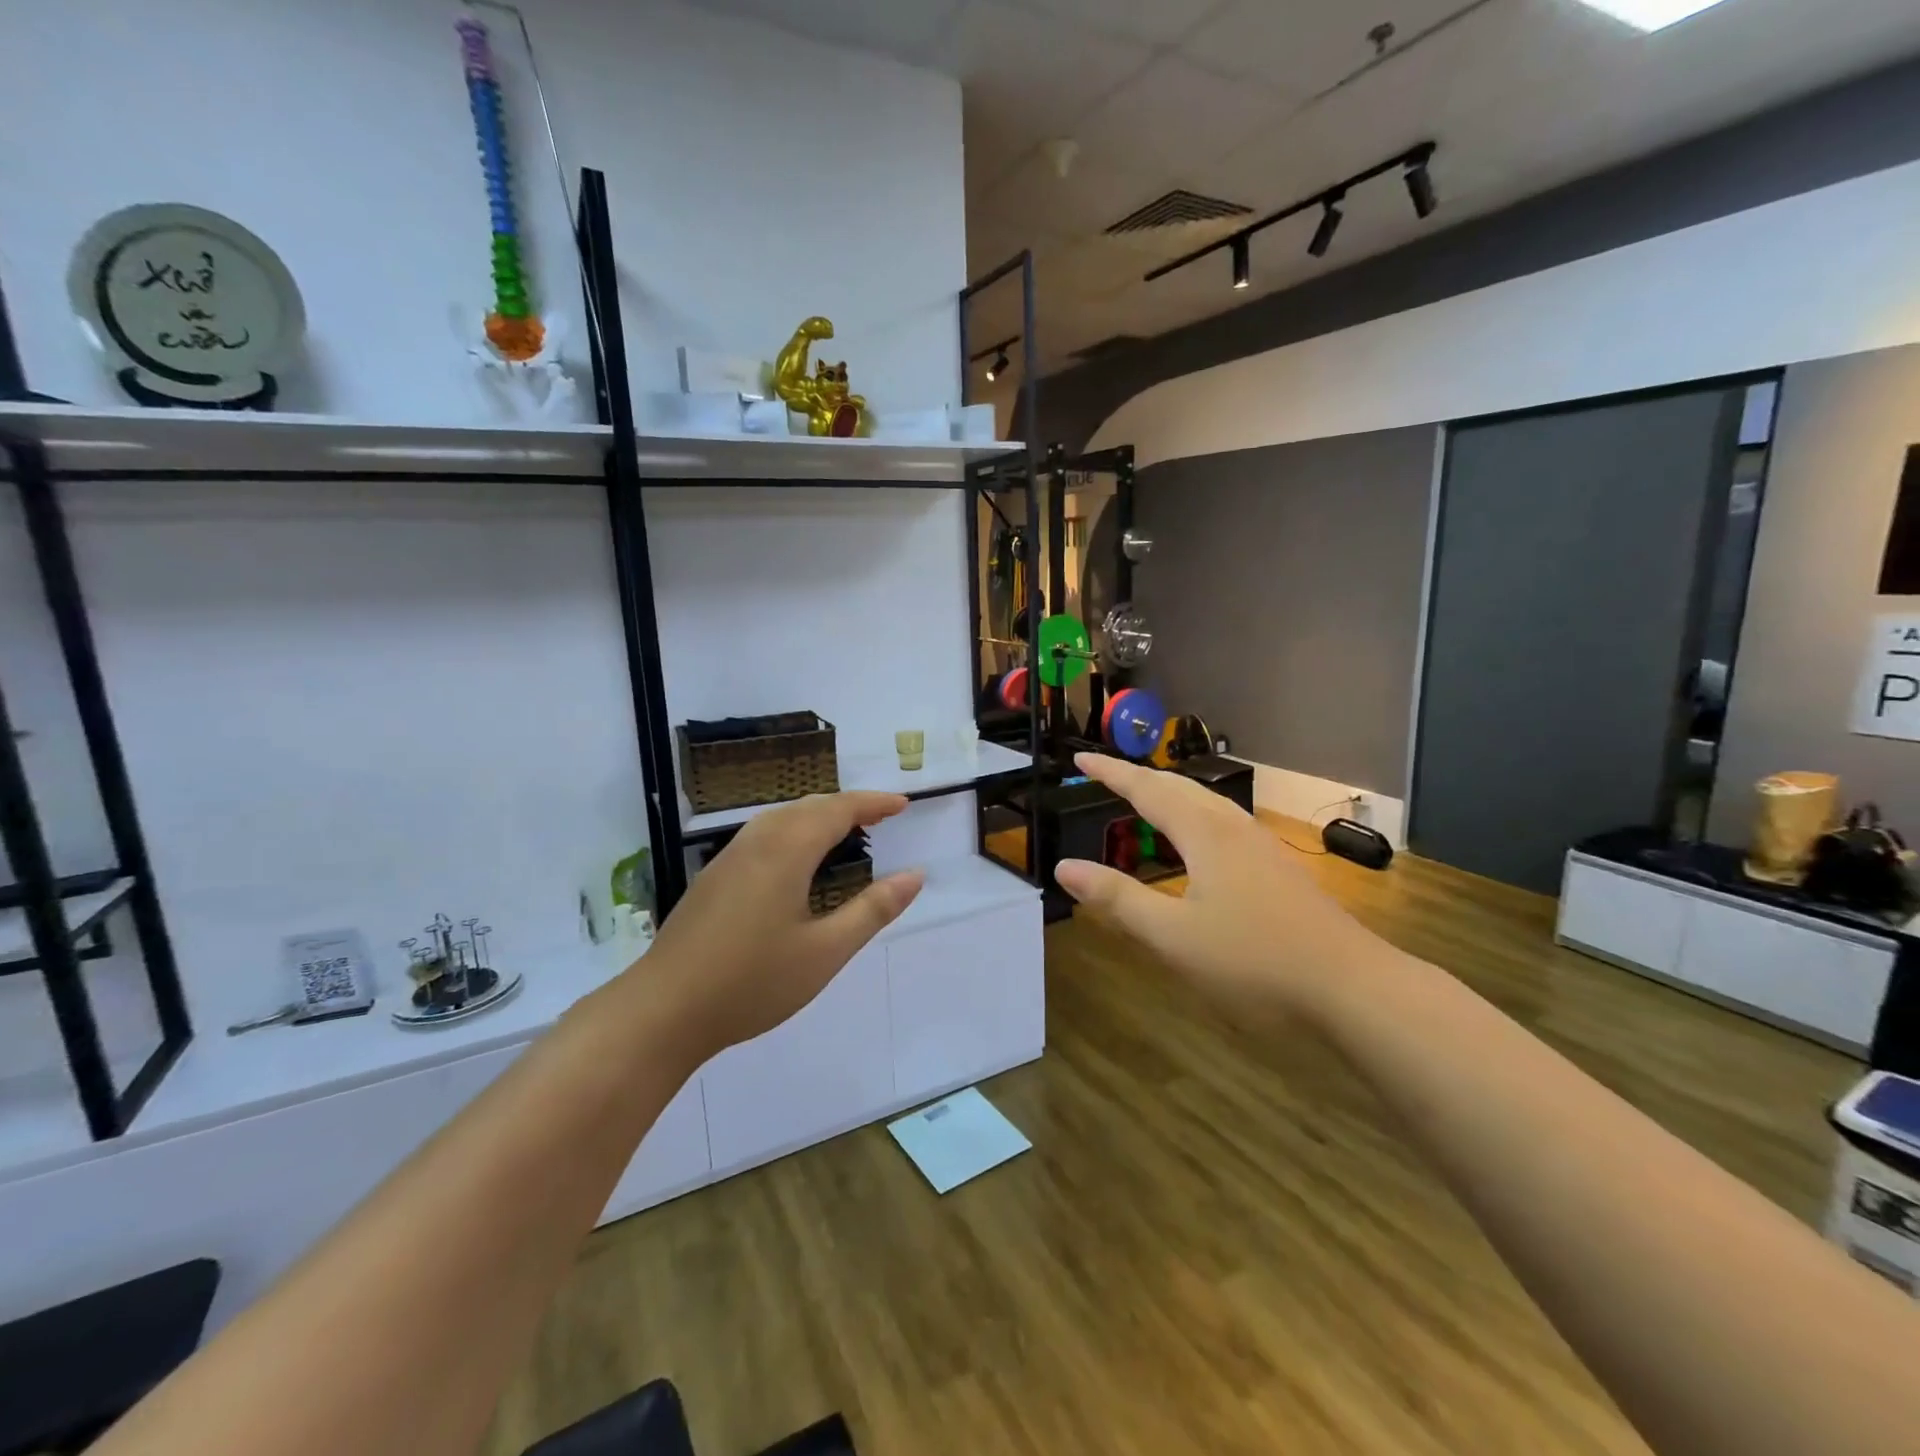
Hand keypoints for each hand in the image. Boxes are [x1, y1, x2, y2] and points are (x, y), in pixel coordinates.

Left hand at [647, 792, 923, 1060]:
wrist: (662, 1011)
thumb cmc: (752, 982)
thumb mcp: (825, 951)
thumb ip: (873, 910)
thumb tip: (915, 875)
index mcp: (786, 850)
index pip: (838, 809)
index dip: (873, 803)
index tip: (903, 804)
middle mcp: (756, 841)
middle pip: (809, 806)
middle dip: (849, 805)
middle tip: (882, 817)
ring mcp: (729, 857)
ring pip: (782, 818)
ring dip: (819, 816)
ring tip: (846, 833)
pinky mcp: (713, 877)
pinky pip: (764, 835)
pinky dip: (795, 831)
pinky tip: (798, 862)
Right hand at [1053, 753, 1377, 1025]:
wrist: (1352, 986)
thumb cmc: (1254, 960)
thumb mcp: (1173, 936)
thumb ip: (1118, 899)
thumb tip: (1065, 867)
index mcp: (1203, 833)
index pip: (1146, 789)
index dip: (1111, 773)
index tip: (1080, 757)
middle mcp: (1232, 827)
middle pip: (1178, 787)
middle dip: (1138, 777)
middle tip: (1105, 775)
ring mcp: (1260, 845)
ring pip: (1205, 803)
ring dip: (1168, 794)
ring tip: (1143, 800)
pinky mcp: (1277, 867)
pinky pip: (1222, 822)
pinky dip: (1192, 815)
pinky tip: (1197, 842)